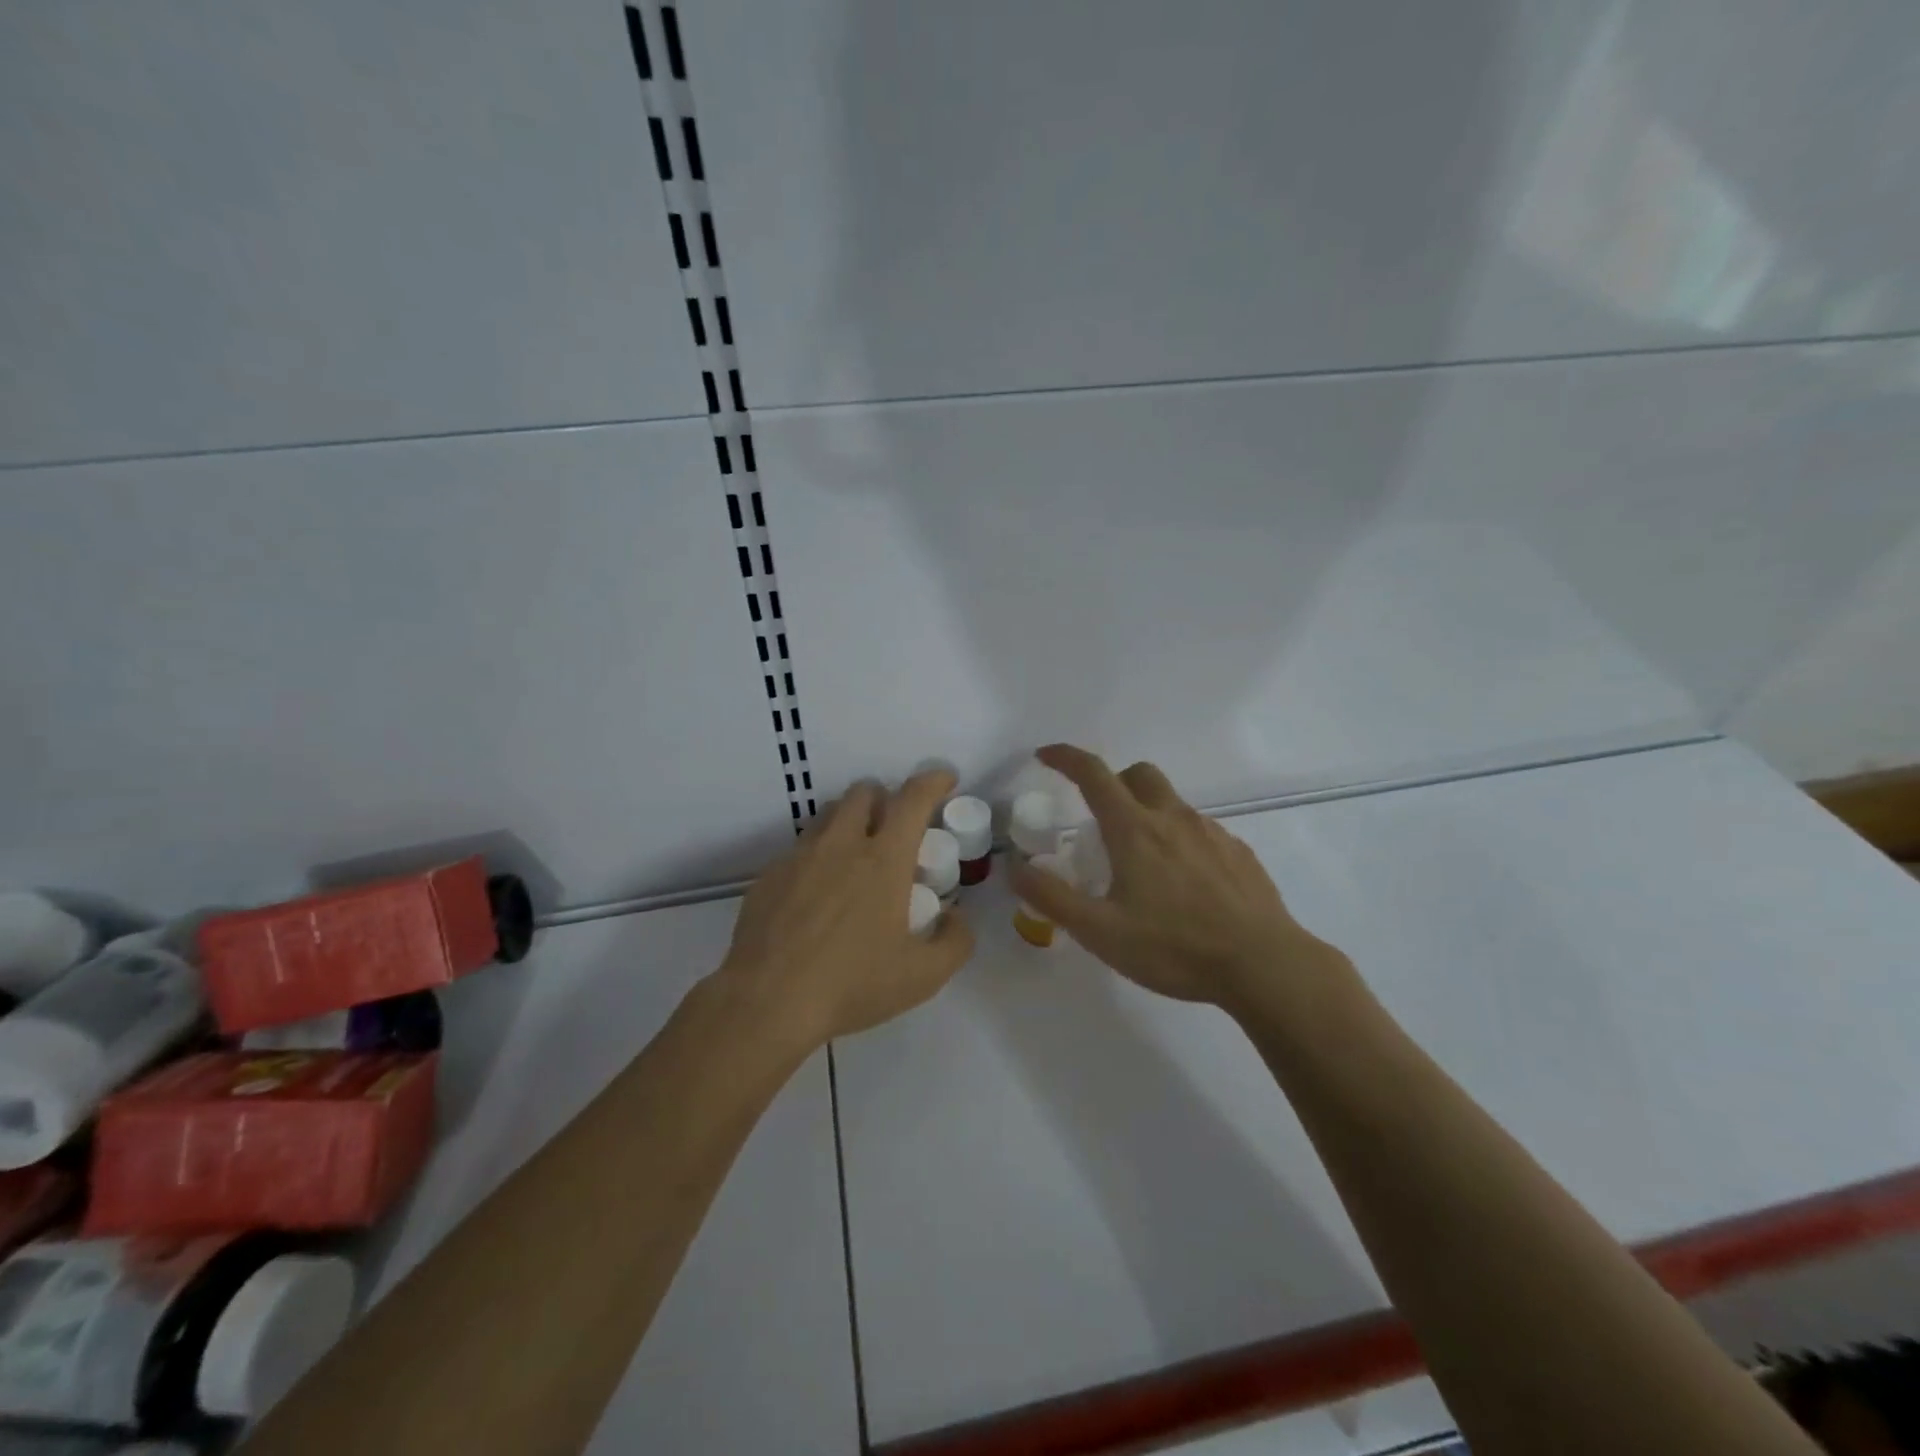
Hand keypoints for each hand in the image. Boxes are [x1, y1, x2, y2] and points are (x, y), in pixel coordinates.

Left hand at [715, 769, 974, 1048]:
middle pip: (864, 793)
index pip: (913, 799)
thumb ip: (955, 941)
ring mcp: (800, 857)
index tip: (945, 780)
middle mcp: (841, 845)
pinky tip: (816, 895)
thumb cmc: (852, 984)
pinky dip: (818, 856)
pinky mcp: (769, 876)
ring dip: (850, 821)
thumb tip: (956, 916)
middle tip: (894, 827)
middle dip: (885, 798)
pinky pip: (799, 850)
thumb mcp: (923, 976)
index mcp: (884, 860)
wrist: (767, 1001)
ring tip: (856, 856)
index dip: (933, 781)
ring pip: (828, 815)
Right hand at [1010, 744, 1347, 1013]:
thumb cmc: (1175, 947)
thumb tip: (1015, 868)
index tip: (1045, 756)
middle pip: (1139, 774)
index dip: (1065, 757)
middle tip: (1100, 821)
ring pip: (1171, 804)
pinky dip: (1180, 841)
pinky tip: (1185, 886)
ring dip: (1148, 815)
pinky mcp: (1239, 853)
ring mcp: (1212, 833)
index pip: (1093, 773)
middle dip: (1114, 782)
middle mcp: (1173, 819)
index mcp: (1134, 830)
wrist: (1264, 965)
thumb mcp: (1100, 932)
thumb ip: (1052, 897)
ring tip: (1143, 867)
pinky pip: (1200, 831)